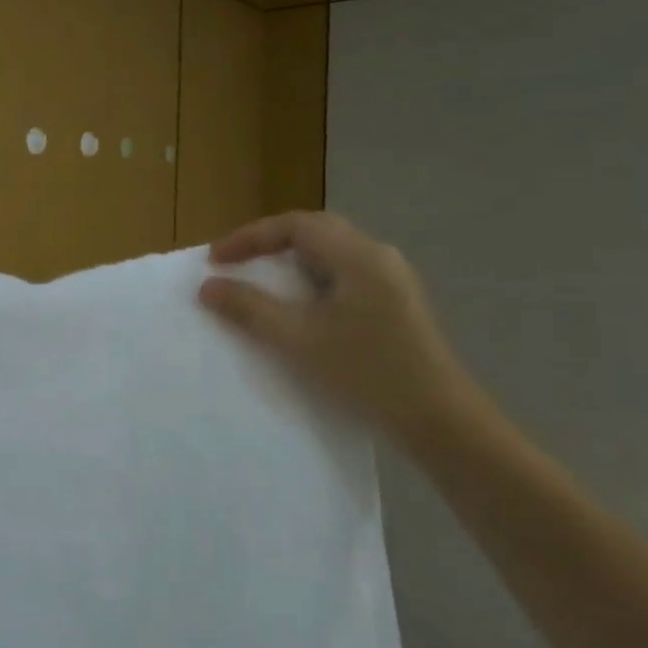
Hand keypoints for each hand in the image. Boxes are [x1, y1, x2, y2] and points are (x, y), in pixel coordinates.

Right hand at [197, 212, 483, 447]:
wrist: (439, 421)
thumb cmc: (366, 372)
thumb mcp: (298, 340)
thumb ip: (249, 308)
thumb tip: (208, 286)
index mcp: (358, 255)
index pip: (294, 225)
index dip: (249, 237)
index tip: (215, 260)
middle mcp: (378, 257)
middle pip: (314, 232)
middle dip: (269, 243)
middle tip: (235, 262)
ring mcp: (391, 281)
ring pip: (330, 254)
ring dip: (290, 261)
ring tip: (259, 281)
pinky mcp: (395, 305)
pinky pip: (343, 275)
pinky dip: (310, 280)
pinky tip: (298, 306)